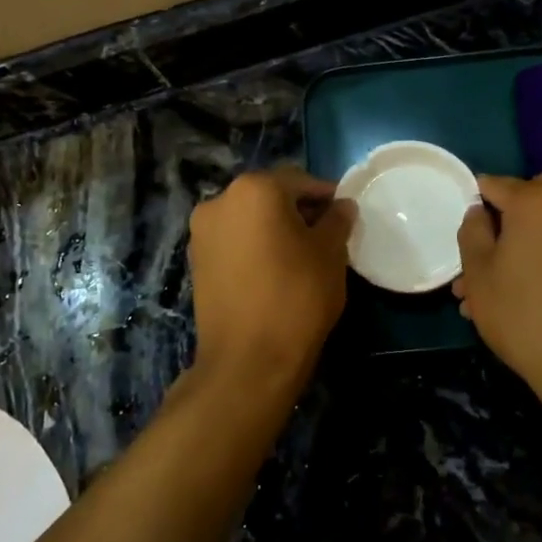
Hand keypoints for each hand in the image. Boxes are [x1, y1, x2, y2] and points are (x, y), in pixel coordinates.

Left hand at [189, 168, 353, 388]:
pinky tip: (274, 270)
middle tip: (326, 236)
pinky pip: (234, 241)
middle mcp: (220, 200)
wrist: (248, 361)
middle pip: (270, 195)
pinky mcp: (196, 261)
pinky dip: (254, 246)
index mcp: (255, 189)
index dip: (327, 197)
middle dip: (298, 210)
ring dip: (274, 228)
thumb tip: (342, 206)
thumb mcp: (330, 253)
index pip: (300, 180)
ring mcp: (202, 232)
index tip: (345, 216)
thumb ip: (337, 220)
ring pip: (249, 218)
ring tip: (300, 256)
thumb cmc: (297, 296)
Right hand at [455, 174, 541, 408]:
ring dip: (527, 239)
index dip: (475, 202)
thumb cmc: (523, 314)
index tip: (466, 228)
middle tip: (487, 250)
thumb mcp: (479, 273)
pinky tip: (531, 286)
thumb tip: (479, 212)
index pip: (495, 184)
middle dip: (507, 217)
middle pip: (530, 196)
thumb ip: (473, 231)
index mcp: (538, 200)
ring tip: (500, 282)